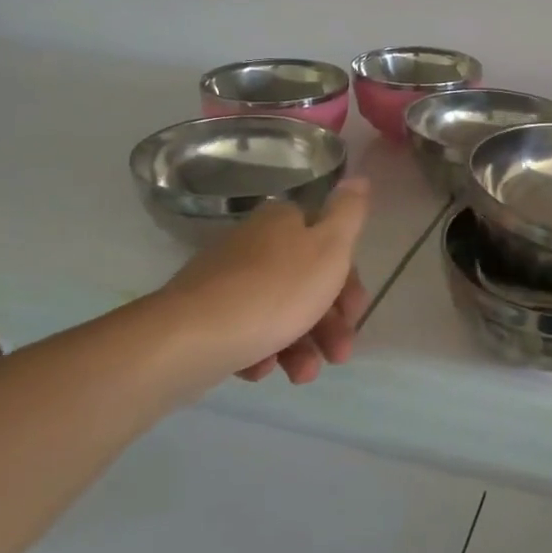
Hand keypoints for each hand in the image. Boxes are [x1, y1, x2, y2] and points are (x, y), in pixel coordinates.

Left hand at [160, 180, 371, 385]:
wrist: (192, 338)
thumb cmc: (275, 290)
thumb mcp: (329, 247)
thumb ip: (349, 213)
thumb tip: (359, 177)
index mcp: (283, 222)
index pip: (329, 245)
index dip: (348, 281)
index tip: (355, 314)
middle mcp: (254, 244)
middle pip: (307, 282)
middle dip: (328, 323)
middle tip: (339, 355)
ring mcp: (227, 281)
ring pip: (279, 313)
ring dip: (300, 346)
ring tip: (301, 375)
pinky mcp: (206, 317)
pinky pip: (246, 332)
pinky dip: (262, 351)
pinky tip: (261, 369)